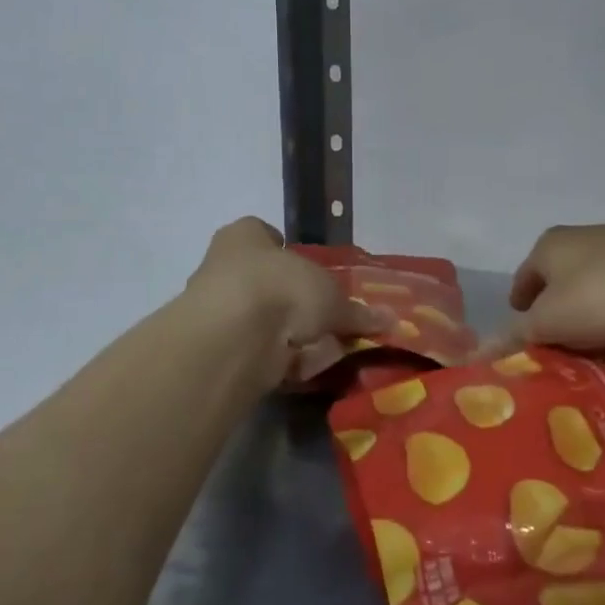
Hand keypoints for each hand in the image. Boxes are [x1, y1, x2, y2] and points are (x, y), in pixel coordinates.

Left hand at [186, 218, 385, 384]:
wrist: (234, 337)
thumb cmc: (282, 288)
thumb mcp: (331, 297)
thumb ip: (356, 311)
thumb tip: (390, 318)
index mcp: (244, 237)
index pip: (266, 235)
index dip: (290, 253)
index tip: (312, 273)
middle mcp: (222, 267)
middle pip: (264, 281)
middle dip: (293, 302)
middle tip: (323, 320)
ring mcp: (214, 309)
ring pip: (260, 319)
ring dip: (286, 335)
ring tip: (320, 350)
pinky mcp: (215, 348)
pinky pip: (255, 350)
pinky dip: (276, 360)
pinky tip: (300, 369)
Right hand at [503, 219, 604, 351]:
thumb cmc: (600, 292)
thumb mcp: (549, 322)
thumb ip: (515, 336)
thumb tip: (477, 353)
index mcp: (546, 247)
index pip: (522, 281)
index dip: (520, 310)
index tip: (525, 337)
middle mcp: (578, 239)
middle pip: (558, 284)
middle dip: (558, 314)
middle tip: (561, 349)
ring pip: (593, 287)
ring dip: (592, 313)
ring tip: (597, 347)